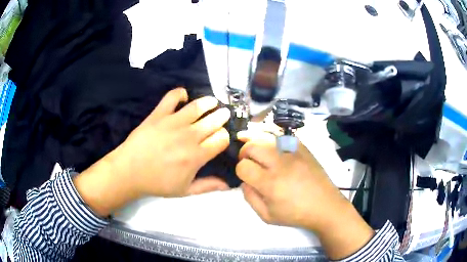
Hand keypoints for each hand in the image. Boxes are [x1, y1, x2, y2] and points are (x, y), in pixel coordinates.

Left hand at [74, 88, 230, 215]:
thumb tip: (228, 185)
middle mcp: (189, 136)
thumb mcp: (185, 190)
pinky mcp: (159, 114)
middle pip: (214, 121)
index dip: (224, 137)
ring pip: (198, 106)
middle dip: (222, 117)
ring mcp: (173, 122)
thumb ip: (208, 186)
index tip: (220, 138)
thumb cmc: (157, 183)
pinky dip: (180, 93)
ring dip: (209, 102)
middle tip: (223, 115)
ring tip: (213, 102)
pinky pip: (173, 96)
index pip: (221, 139)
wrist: (130, 172)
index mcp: (197, 156)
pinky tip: (184, 97)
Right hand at [236, 131, 373, 259]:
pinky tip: (273, 146)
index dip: (240, 170)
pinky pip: (283, 136)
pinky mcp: (304, 149)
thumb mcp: (267, 216)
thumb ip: (250, 198)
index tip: (246, 175)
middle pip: (252, 146)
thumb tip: (244, 181)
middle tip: (248, 160)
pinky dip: (273, 139)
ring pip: (267, 136)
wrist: (325, 206)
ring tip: (255, 148)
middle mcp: (281, 164)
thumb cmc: (296, 214)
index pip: (243, 166)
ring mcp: (294, 153)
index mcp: (270, 184)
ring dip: (256, 141)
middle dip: (245, 152)